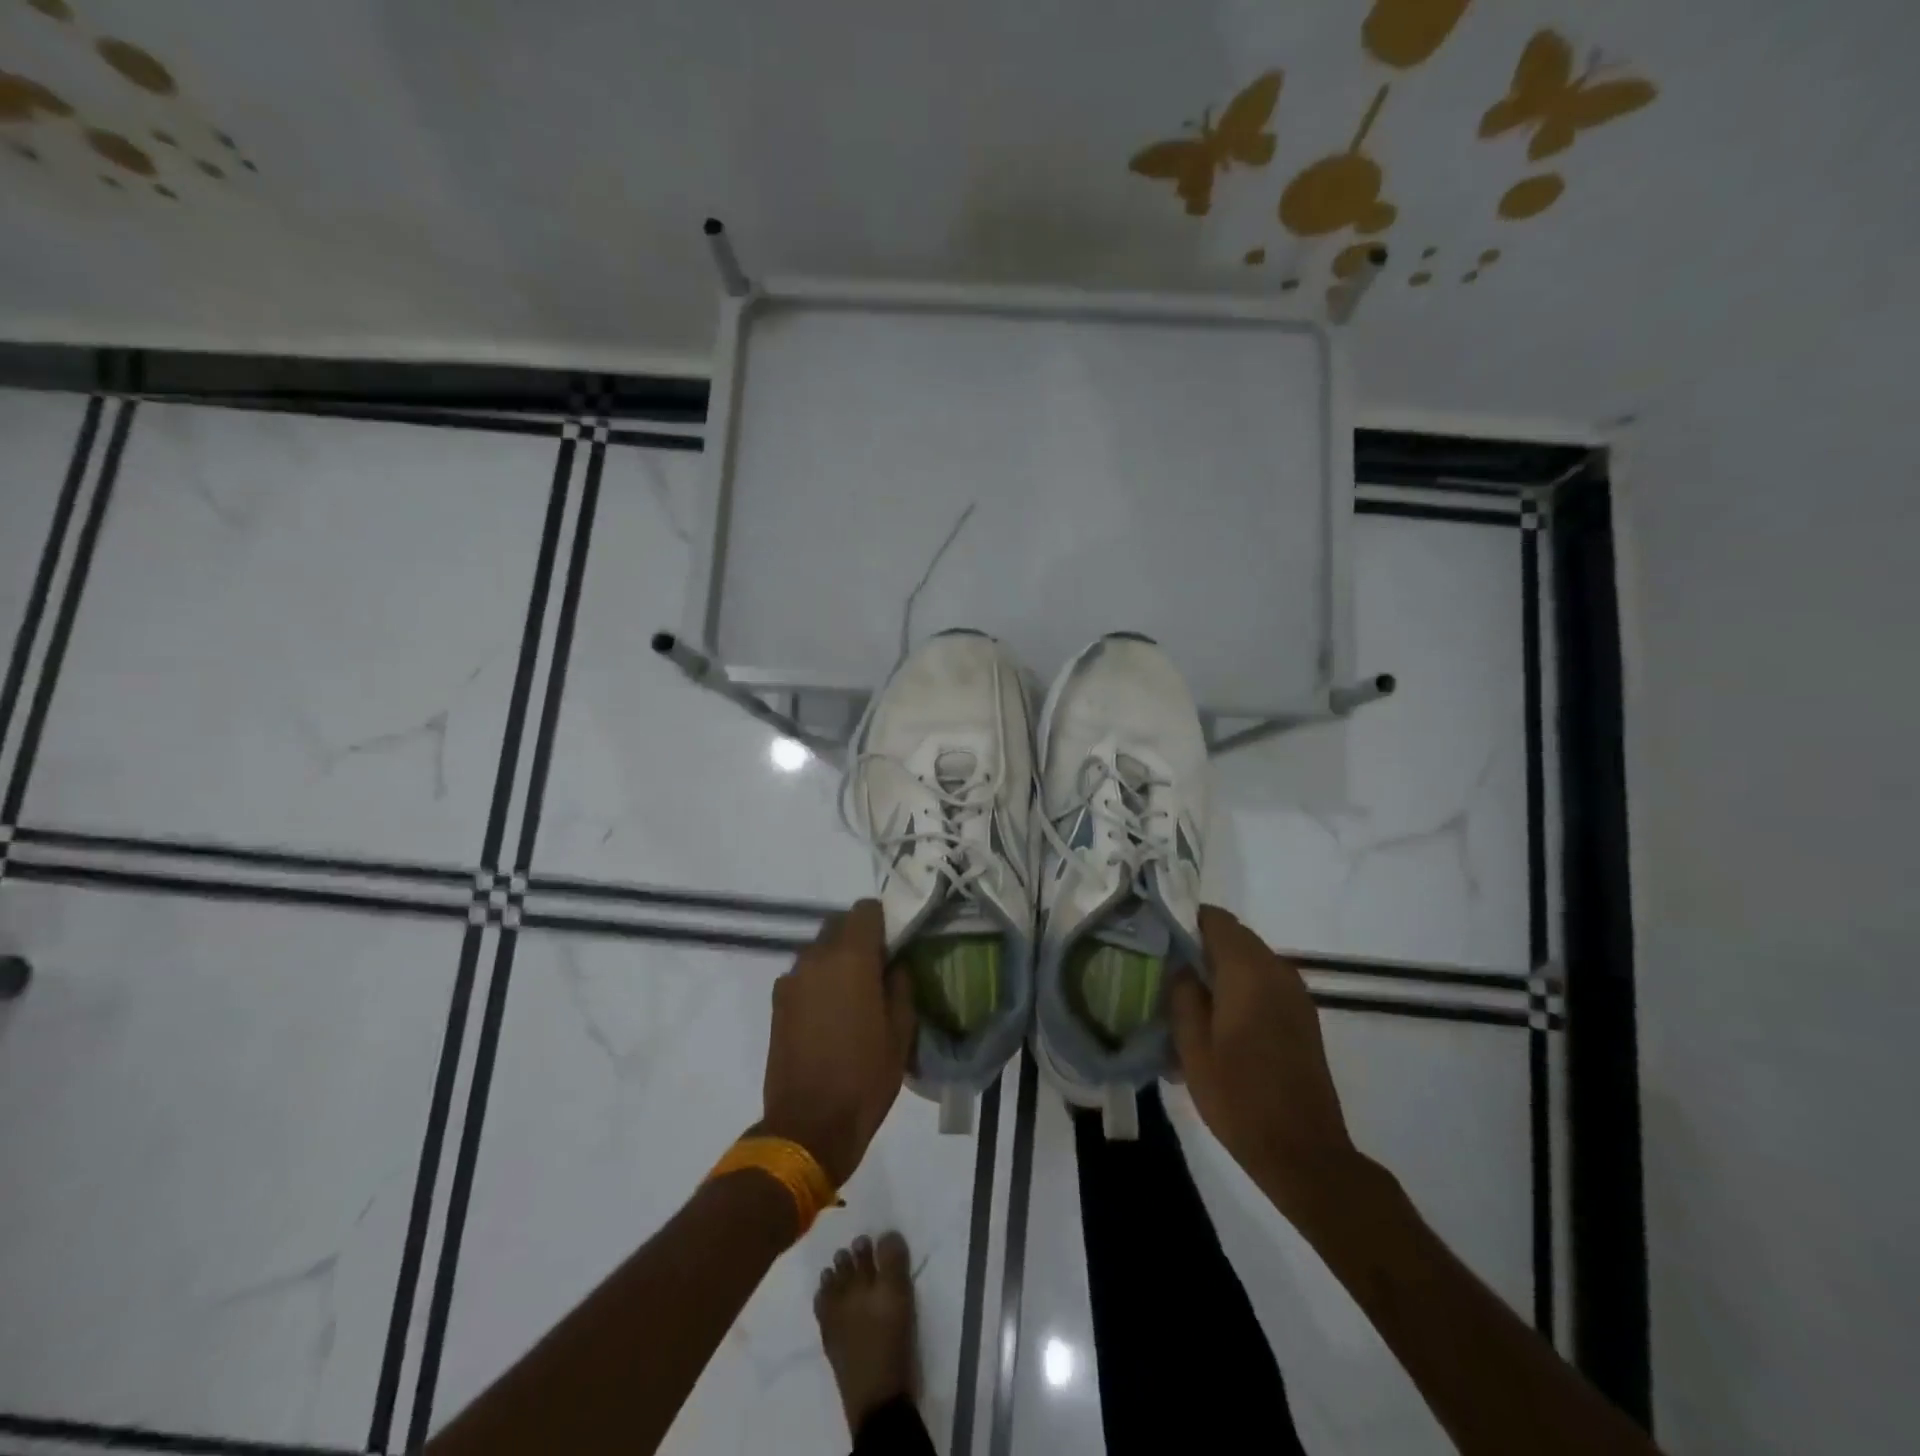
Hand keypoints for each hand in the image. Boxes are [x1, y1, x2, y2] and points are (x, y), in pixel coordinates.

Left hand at [757, 900, 915, 1186]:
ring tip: (851, 993)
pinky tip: (828, 1012)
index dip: (882, 920)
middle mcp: (817, 956)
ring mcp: (792, 978)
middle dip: (858, 936)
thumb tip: (894, 964)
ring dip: (836, 958)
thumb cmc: (865, 1077)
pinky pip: (803, 973)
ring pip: (819, 948)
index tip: (894, 943)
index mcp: (852, 957)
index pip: (866, 909)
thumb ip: (900, 985)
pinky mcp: (777, 1001)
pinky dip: (817, 979)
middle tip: (876, 968)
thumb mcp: (901, 1032)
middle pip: (838, 923)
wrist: (809, 1124)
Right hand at [1169, 906, 1357, 1215]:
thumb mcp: (1193, 1046)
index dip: (1184, 920)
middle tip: (1165, 969)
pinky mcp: (1302, 1016)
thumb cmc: (1239, 1097)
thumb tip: (1180, 964)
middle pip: (1233, 936)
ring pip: (1249, 959)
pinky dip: (1239, 986)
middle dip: (1199, 945)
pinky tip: (1217, 1019)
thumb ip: (1182, 994)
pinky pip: (1264, 982)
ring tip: (1187, 996)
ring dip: (1219, 967)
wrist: (1304, 1152)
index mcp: (1248, 970)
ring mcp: (1294, 993)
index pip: (1215, 918)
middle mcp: (1277, 970)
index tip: (1157, 938)